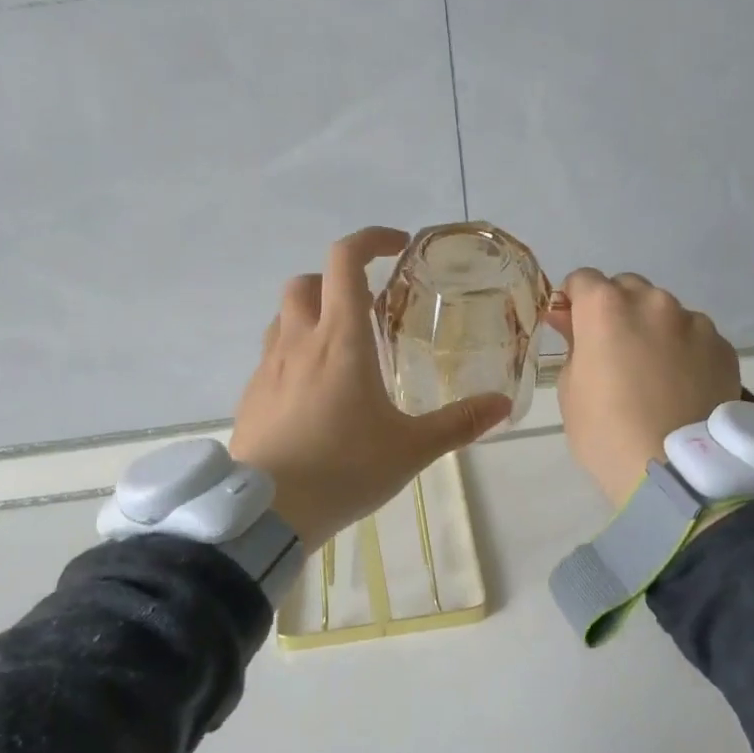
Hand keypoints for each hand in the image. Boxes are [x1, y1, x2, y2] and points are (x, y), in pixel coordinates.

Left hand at [230, 227, 511, 553]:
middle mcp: (299, 340)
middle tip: (367, 309)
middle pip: (308, 281)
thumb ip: (459, 423)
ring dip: (312, 314)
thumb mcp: (410, 448)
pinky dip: (294, 352)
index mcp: (340, 339)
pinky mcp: (251, 394)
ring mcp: (269, 366)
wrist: (268, 512)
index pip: (345, 260)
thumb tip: (502, 405)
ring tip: (340, 349)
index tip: (397, 247)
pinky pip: (272, 354)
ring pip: (284, 315)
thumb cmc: (344, 469)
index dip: (370, 240)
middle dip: (337, 281)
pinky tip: (313, 392)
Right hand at [548, 269, 742, 507]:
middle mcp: (652, 302)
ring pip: (665, 311)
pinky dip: (684, 349)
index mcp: (606, 307)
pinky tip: (681, 384)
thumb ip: (573, 344)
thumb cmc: (606, 432)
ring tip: (654, 372)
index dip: (574, 301)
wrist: (675, 471)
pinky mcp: (723, 346)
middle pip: (627, 287)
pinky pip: (695, 336)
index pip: (583, 279)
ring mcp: (693, 322)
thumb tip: (570, 320)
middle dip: (616, 308)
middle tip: (613, 350)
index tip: (573, 327)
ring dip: (653, 328)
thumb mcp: (570, 389)